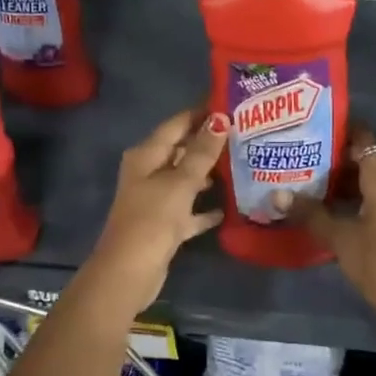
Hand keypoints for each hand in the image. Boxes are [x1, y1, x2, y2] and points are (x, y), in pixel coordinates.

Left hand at [87, 108, 229, 311]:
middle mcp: (148, 173)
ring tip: (243, 165)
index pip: (177, 124)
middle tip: (246, 135)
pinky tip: (229, 207)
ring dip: (210, 174)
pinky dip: (204, 208)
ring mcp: (156, 200)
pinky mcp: (164, 225)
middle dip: (210, 143)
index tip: (232, 104)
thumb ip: (202, 152)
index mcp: (146, 155)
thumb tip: (220, 118)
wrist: (130, 271)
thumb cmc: (152, 219)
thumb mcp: (180, 182)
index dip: (201, 113)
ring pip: (187, 180)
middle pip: (182, 151)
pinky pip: (189, 210)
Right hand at [285, 131, 375, 330]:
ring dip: (340, 184)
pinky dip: (350, 203)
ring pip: (366, 186)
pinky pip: (370, 205)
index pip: (364, 140)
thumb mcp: (339, 237)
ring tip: (306, 183)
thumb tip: (278, 194)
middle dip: (333, 160)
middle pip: (364, 162)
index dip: (342, 130)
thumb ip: (310, 214)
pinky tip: (325, 212)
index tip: (313, 128)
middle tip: (299, 157)